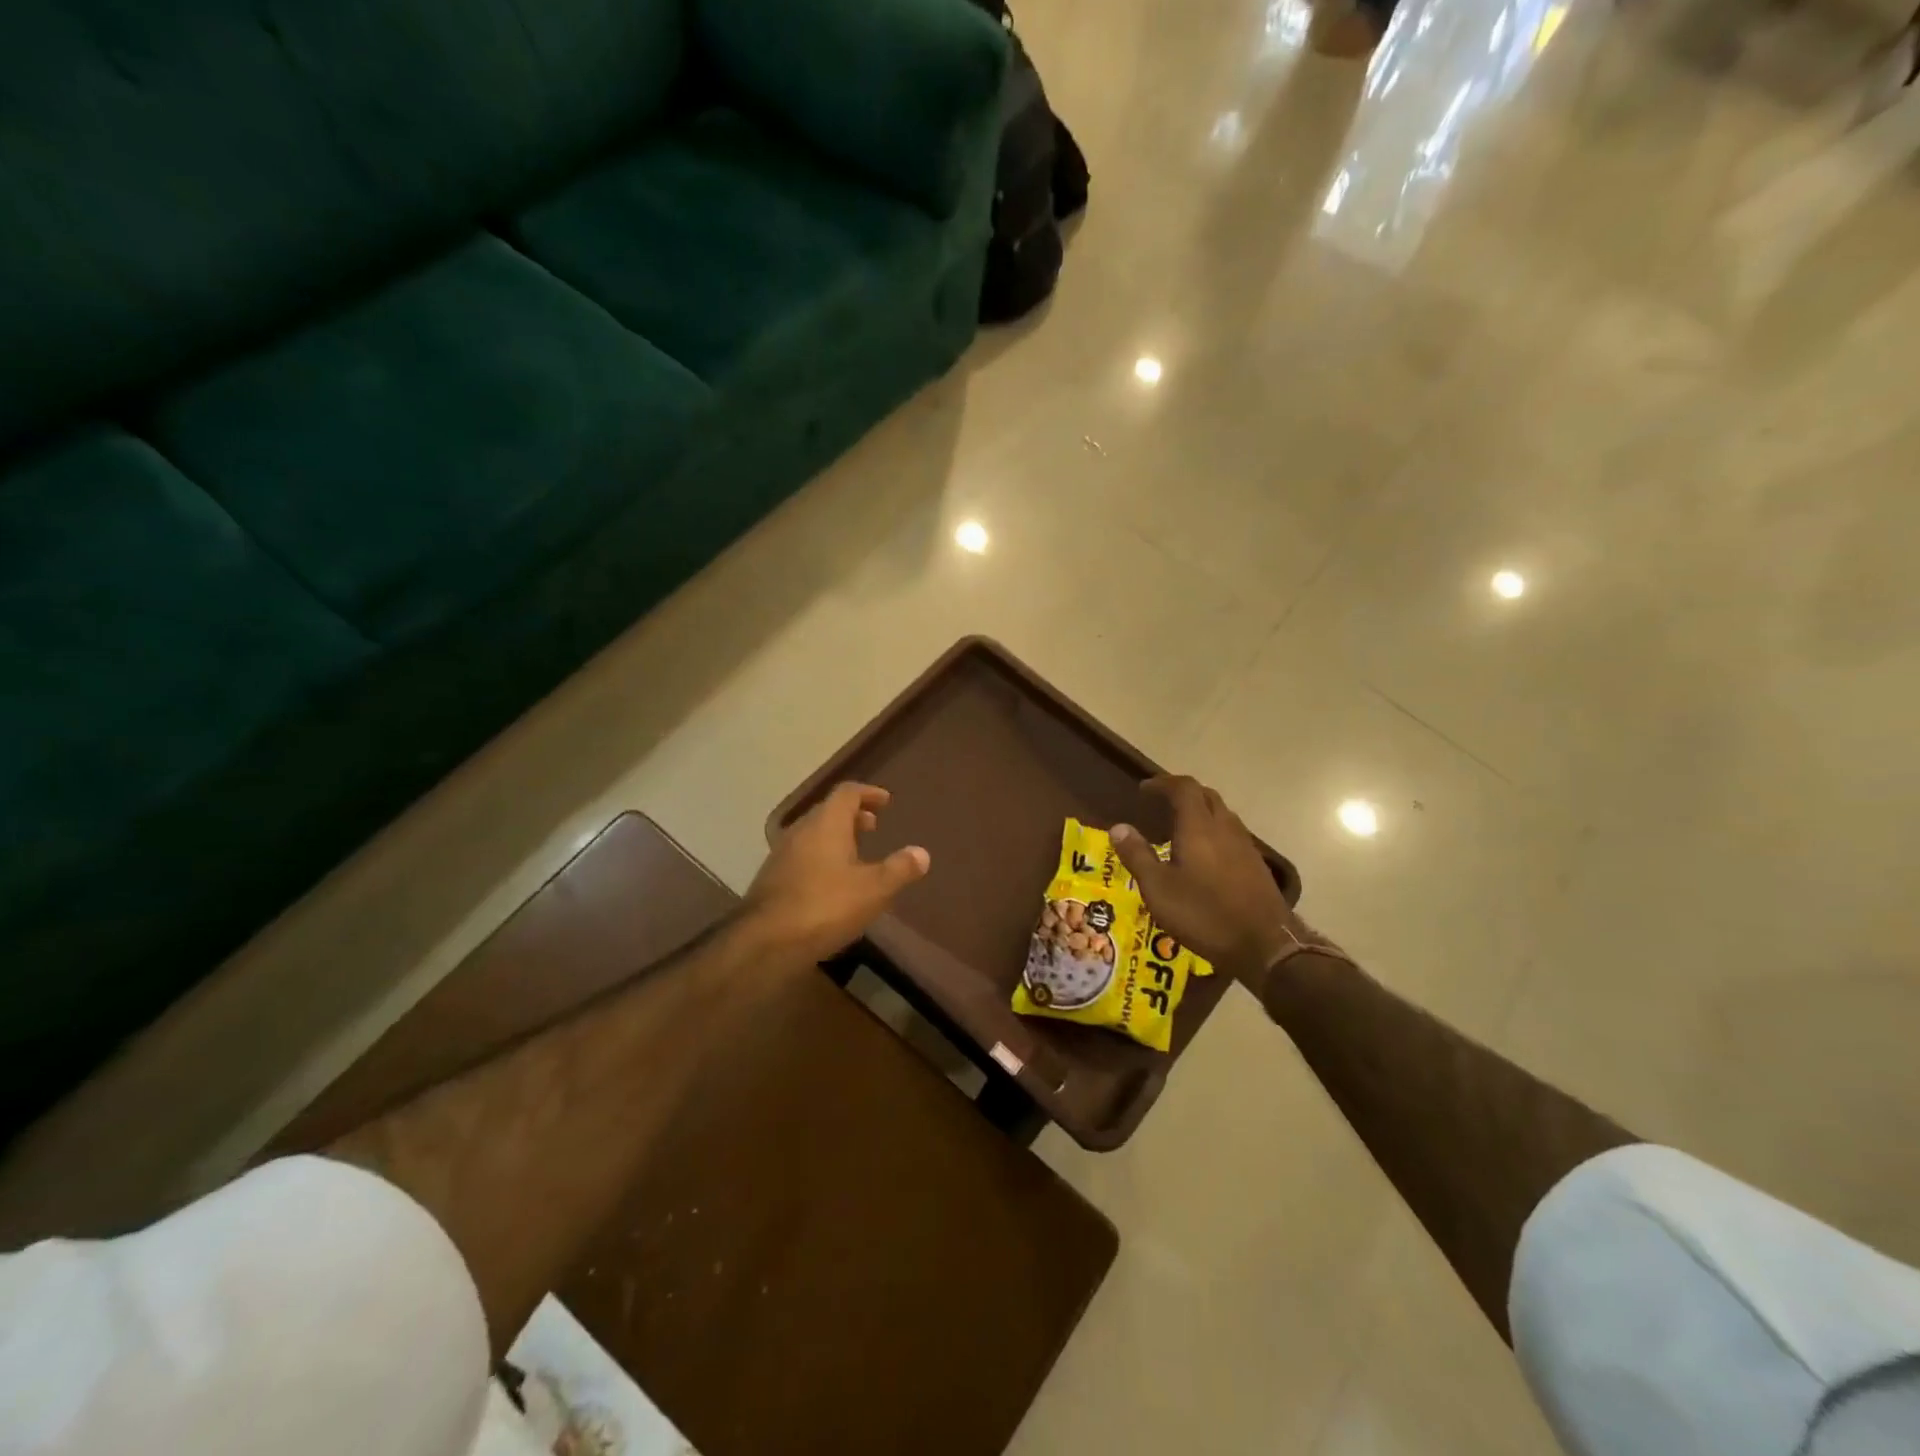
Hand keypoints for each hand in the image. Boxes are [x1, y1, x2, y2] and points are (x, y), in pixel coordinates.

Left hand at [743, 783, 930, 963]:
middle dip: (853, 816)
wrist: (766, 942)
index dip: (868, 793)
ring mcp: (782, 855)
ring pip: (813, 835)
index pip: (847, 793)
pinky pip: (802, 856)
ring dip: (836, 838)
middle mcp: (801, 831)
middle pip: (828, 812)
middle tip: (873, 827)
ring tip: (857, 856)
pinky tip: (832, 884)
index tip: (885, 801)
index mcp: (826, 824)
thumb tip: (922, 853)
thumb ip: (899, 869)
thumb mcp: (873, 890)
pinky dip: (822, 858)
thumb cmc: (825, 906)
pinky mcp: (772, 880)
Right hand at [1111, 776, 1304, 980]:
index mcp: (1199, 827)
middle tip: (1161, 804)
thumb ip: (1137, 855)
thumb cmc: (1204, 914)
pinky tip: (1205, 856)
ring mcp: (1245, 846)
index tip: (1144, 790)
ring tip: (1180, 829)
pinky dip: (1214, 833)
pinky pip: (1231, 835)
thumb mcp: (1158, 888)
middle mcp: (1225, 828)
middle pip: (1206, 796)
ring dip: (1201, 812)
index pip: (1184, 788)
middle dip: (1183, 794)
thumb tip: (1118, 827)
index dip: (1163, 783)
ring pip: (1222, 815)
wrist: (1264, 945)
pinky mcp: (1256, 865)